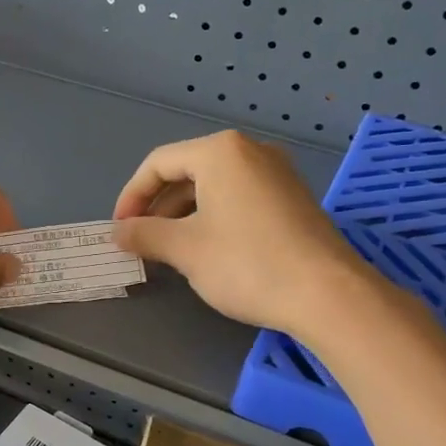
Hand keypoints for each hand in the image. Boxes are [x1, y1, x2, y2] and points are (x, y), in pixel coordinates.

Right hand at [112, 131, 378, 337]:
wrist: (327, 293)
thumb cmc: (246, 264)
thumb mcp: (185, 249)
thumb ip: (145, 234)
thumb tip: (119, 232)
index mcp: (220, 152)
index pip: (159, 163)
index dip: (132, 196)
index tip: (119, 230)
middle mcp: (251, 151)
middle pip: (188, 171)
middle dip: (158, 207)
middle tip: (141, 242)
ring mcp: (277, 174)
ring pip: (214, 187)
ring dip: (184, 215)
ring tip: (169, 250)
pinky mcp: (292, 199)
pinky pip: (239, 198)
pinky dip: (213, 218)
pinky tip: (207, 250)